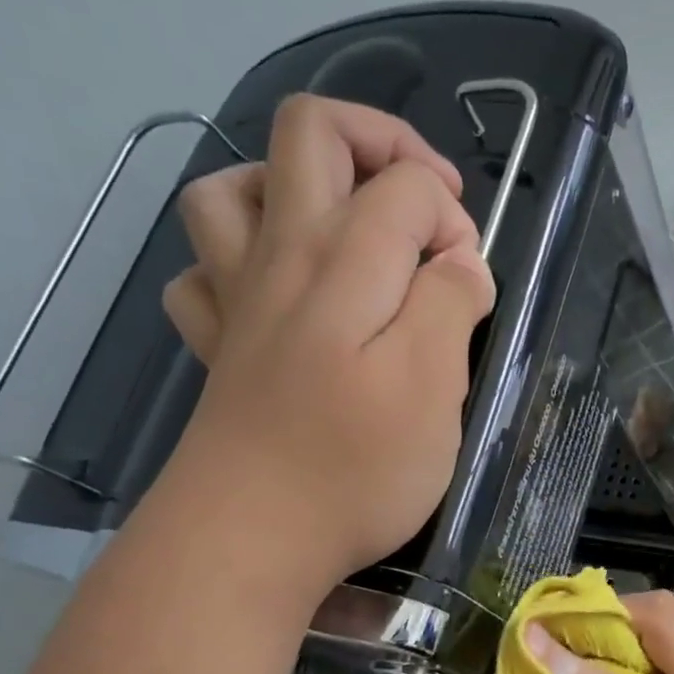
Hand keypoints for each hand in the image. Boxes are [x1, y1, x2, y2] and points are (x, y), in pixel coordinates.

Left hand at [160, 96, 493, 589]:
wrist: (251, 540)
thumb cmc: (355, 467)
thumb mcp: (434, 387)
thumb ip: (452, 306)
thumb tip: (460, 263)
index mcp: (345, 261)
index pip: (409, 185)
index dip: (454, 220)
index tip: (470, 287)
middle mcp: (282, 257)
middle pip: (310, 133)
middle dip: (382, 145)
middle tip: (425, 210)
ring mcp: (237, 300)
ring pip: (231, 188)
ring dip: (293, 186)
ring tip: (343, 232)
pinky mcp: (217, 349)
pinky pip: (203, 273)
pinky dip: (237, 264)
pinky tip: (277, 297)